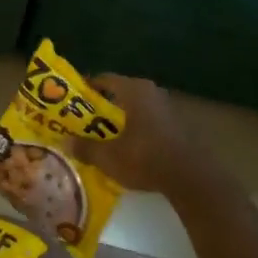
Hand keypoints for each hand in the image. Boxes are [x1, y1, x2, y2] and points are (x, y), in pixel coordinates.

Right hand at [72, 73, 207, 194]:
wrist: (191, 178)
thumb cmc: (145, 158)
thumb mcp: (108, 156)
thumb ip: (85, 147)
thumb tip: (66, 142)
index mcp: (134, 91)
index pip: (104, 79)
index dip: (86, 88)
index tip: (71, 100)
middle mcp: (152, 93)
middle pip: (121, 94)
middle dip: (101, 107)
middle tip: (83, 121)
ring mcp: (168, 109)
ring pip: (136, 109)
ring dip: (120, 120)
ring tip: (102, 136)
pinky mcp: (178, 126)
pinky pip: (148, 122)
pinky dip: (135, 130)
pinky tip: (127, 147)